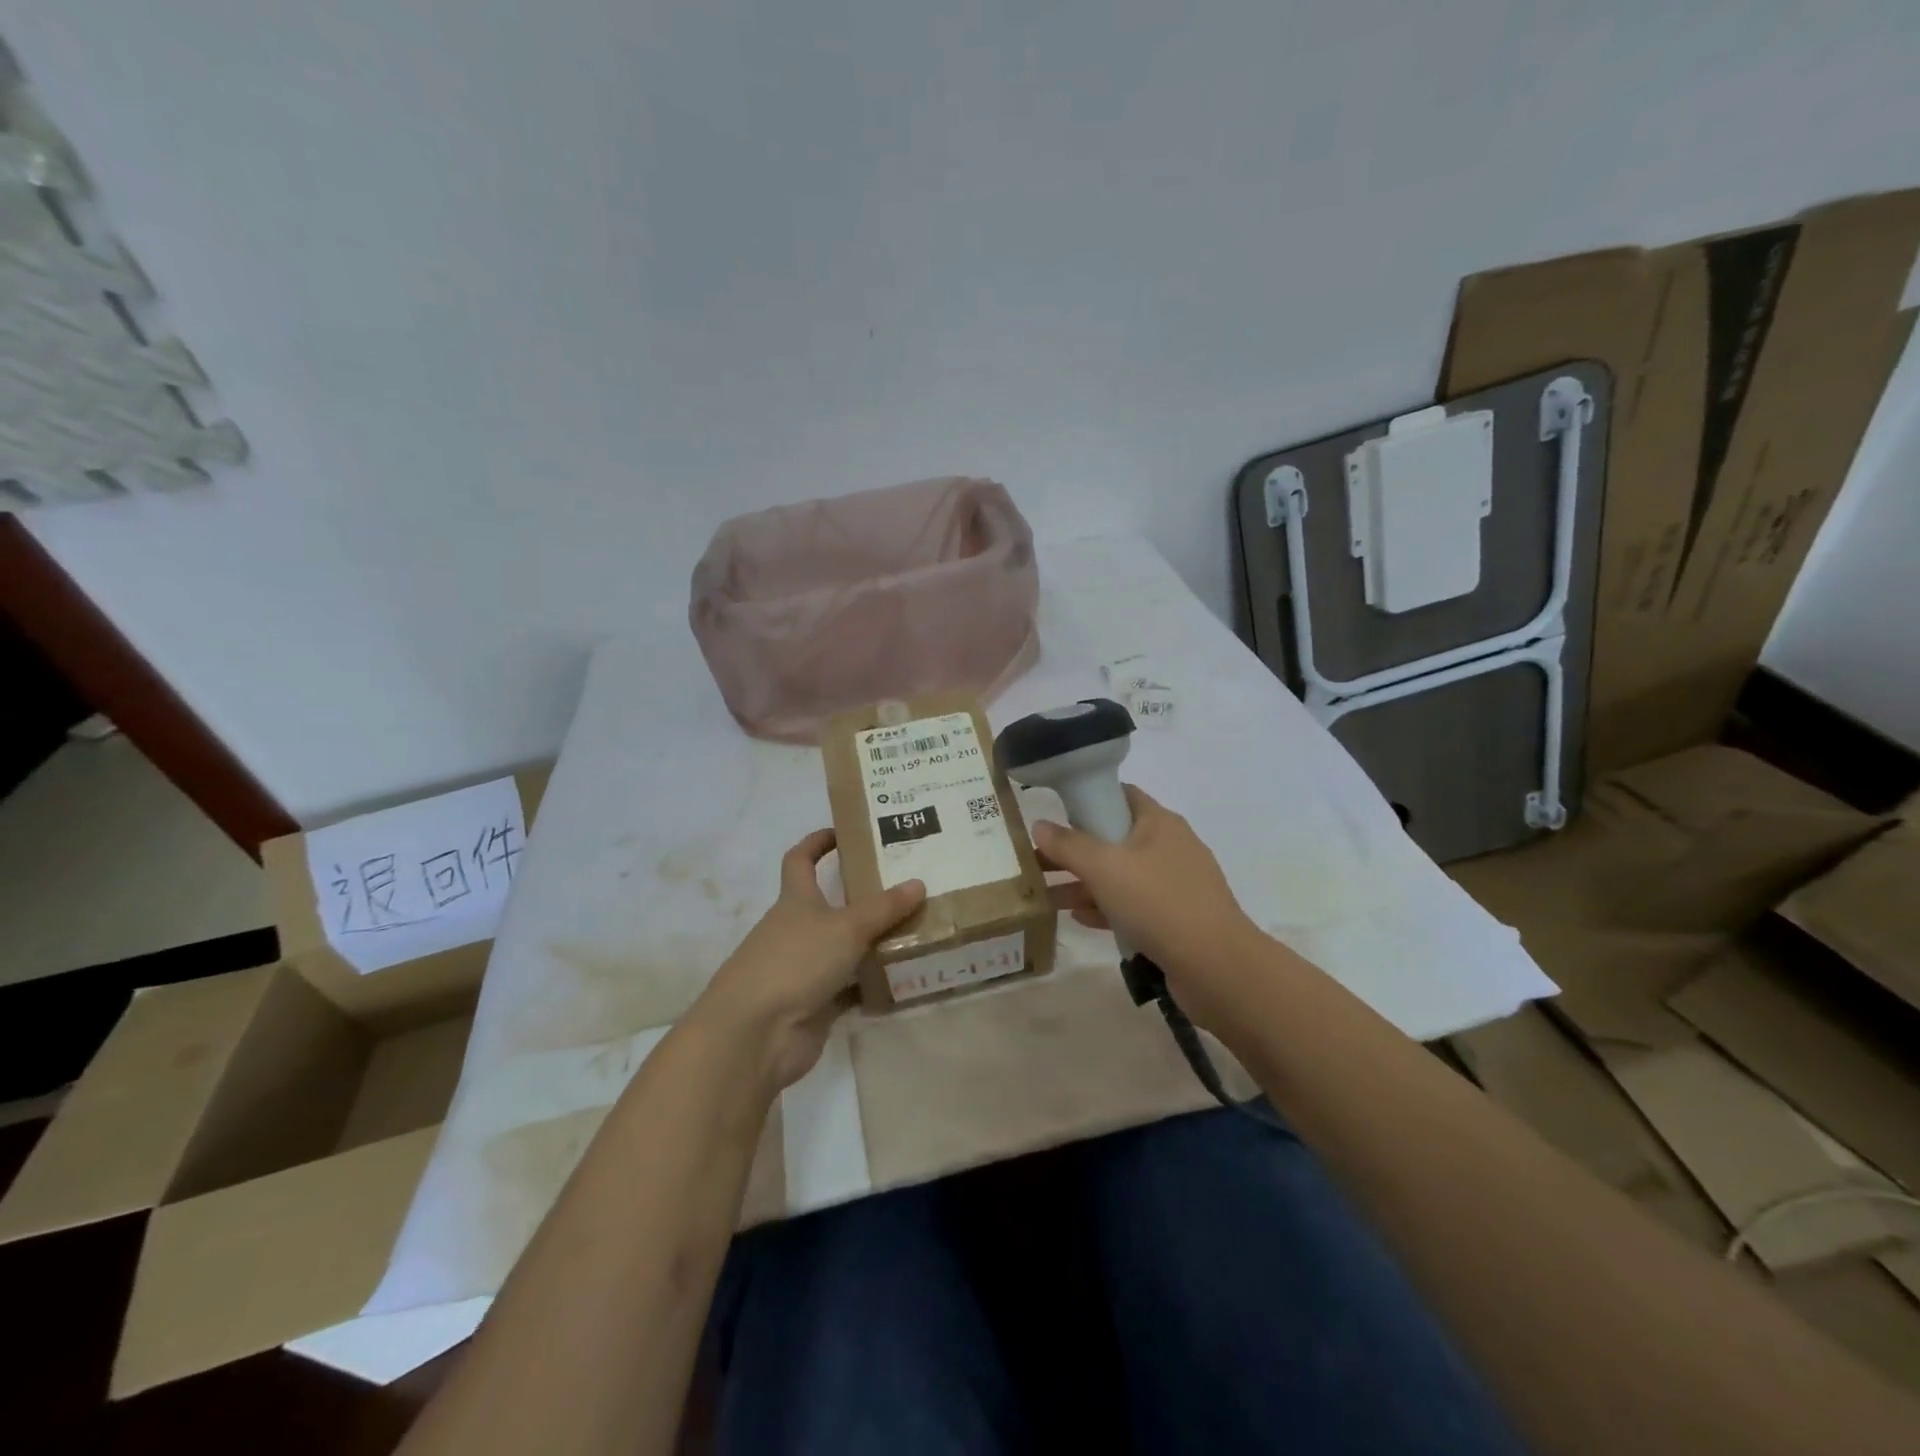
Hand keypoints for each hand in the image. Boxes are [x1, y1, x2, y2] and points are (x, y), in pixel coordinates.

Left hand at [687, 829, 923, 1094]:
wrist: (755, 1034)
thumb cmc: (795, 962)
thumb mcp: (846, 928)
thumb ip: (883, 908)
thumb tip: (918, 883)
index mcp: (795, 901)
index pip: (800, 860)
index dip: (817, 843)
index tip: (844, 832)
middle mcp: (797, 930)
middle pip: (830, 905)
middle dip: (863, 897)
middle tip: (906, 887)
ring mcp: (804, 969)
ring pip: (845, 948)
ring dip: (873, 942)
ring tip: (918, 930)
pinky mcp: (815, 1005)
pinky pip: (851, 988)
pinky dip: (873, 984)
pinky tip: (906, 978)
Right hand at [1034, 784, 1260, 1024]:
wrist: (1216, 967)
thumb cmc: (1158, 902)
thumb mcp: (1104, 867)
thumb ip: (1068, 845)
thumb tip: (1039, 825)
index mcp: (1159, 822)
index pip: (1120, 795)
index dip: (1087, 798)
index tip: (1054, 813)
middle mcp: (1169, 847)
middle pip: (1114, 838)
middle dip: (1075, 850)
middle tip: (1038, 861)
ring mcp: (1174, 885)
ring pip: (1120, 876)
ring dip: (1084, 883)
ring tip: (1045, 895)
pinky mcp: (1175, 919)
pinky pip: (1132, 906)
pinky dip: (1105, 908)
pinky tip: (1077, 919)